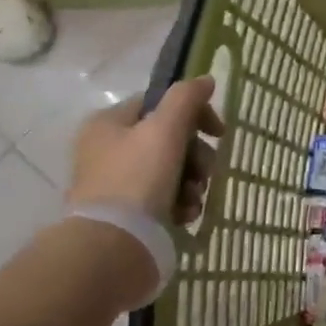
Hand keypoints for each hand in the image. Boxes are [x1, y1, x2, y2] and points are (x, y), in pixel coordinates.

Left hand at [69, 77, 225, 226]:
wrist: (114, 245)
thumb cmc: (138, 178)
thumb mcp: (165, 129)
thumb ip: (187, 99)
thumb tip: (205, 80)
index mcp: (108, 124)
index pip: (159, 103)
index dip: (194, 114)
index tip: (218, 133)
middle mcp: (107, 150)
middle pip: (170, 140)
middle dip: (197, 157)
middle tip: (206, 172)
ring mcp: (116, 183)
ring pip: (172, 170)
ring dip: (193, 182)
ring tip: (194, 199)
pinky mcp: (127, 213)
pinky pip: (164, 198)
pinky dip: (181, 204)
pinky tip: (184, 214)